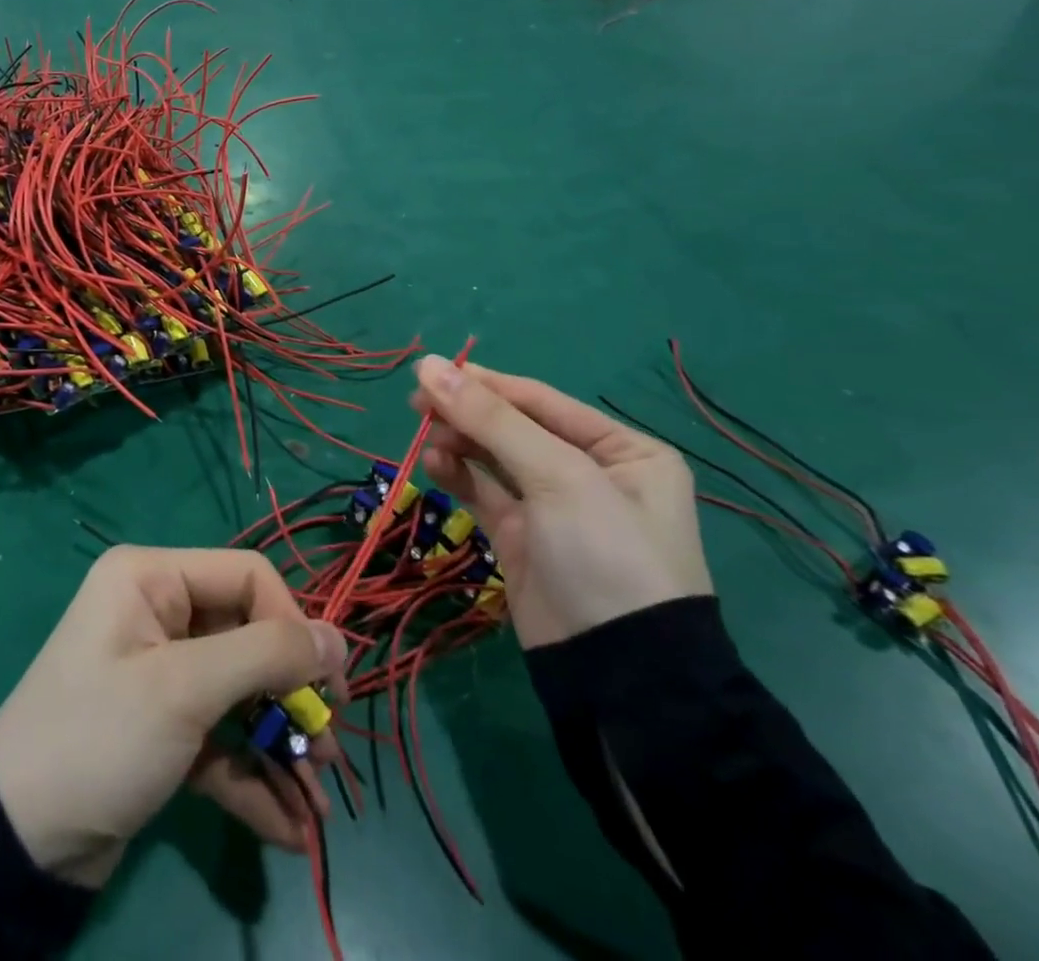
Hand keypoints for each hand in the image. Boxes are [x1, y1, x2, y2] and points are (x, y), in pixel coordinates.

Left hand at [0, 546, 348, 887]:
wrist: (18, 842)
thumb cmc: (101, 736)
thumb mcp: (185, 690)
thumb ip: (266, 657)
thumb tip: (338, 639)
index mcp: (152, 578)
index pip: (247, 577)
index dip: (292, 626)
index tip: (325, 688)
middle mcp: (158, 612)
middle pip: (249, 638)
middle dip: (291, 698)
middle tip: (328, 753)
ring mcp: (161, 671)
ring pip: (240, 694)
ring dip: (280, 746)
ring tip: (319, 805)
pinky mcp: (163, 726)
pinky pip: (220, 738)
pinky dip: (252, 777)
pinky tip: (289, 830)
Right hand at [411, 357, 711, 649]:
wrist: (618, 675)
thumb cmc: (605, 554)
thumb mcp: (556, 475)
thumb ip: (490, 419)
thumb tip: (428, 364)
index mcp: (622, 450)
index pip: (540, 400)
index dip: (485, 384)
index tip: (429, 371)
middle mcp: (591, 472)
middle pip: (514, 427)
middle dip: (467, 414)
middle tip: (416, 404)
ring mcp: (554, 508)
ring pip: (494, 457)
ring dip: (459, 442)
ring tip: (426, 436)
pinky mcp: (523, 538)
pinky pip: (484, 492)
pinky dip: (457, 474)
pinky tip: (434, 463)